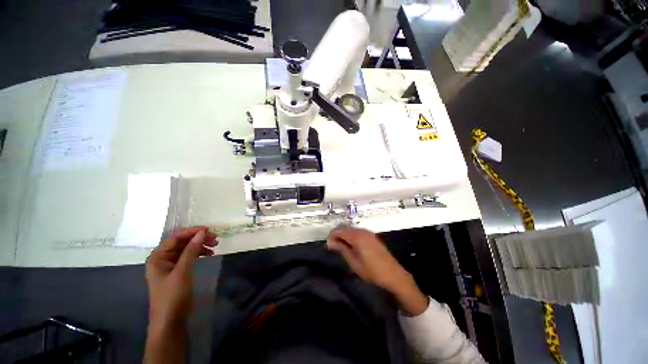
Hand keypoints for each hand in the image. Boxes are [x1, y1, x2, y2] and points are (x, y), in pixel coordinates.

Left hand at [145, 226, 217, 326]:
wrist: (170, 321)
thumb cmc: (172, 295)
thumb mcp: (182, 271)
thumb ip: (191, 250)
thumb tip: (202, 232)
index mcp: (157, 257)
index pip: (175, 238)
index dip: (191, 231)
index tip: (208, 230)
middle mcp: (162, 258)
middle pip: (182, 242)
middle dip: (198, 239)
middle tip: (215, 239)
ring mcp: (170, 265)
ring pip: (187, 248)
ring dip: (200, 245)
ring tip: (215, 246)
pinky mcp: (177, 271)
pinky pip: (189, 256)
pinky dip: (199, 253)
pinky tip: (209, 254)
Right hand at [327, 227, 427, 315]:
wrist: (394, 275)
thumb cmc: (372, 271)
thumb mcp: (354, 262)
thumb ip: (341, 249)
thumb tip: (329, 241)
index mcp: (357, 236)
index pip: (339, 230)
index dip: (331, 236)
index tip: (327, 246)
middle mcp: (362, 231)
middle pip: (345, 229)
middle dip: (337, 236)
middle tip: (333, 248)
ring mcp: (368, 233)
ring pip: (351, 230)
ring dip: (344, 237)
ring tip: (341, 248)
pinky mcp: (372, 237)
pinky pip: (357, 233)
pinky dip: (351, 237)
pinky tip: (351, 247)